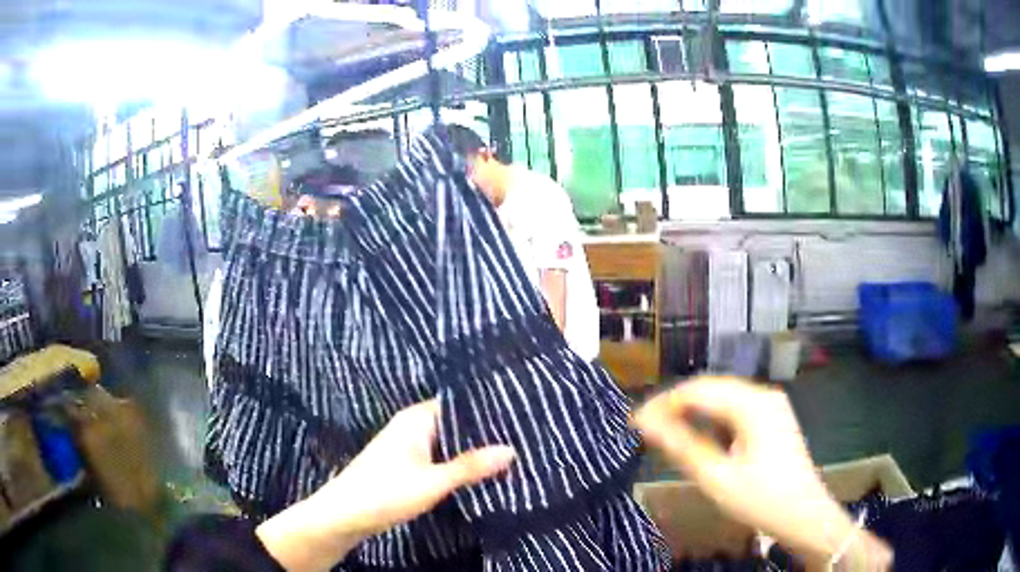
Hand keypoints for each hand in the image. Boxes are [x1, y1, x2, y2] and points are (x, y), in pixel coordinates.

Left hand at [257, 400, 514, 570]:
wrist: (344, 515)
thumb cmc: (385, 491)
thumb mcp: (433, 481)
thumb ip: (471, 466)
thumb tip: (511, 450)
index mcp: (416, 418)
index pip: (458, 402)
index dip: (487, 408)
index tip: (520, 413)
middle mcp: (412, 426)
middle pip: (454, 423)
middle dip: (483, 432)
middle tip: (523, 435)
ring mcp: (407, 447)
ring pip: (447, 443)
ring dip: (471, 450)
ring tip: (511, 453)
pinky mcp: (405, 466)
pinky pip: (439, 457)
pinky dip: (457, 463)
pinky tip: (479, 472)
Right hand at [634, 377, 891, 568]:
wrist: (805, 514)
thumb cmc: (761, 499)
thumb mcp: (716, 477)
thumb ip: (680, 445)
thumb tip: (644, 422)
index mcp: (753, 404)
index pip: (697, 390)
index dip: (662, 403)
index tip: (633, 421)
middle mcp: (763, 394)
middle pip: (711, 388)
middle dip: (675, 404)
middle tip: (644, 426)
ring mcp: (771, 404)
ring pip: (722, 397)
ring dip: (693, 411)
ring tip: (664, 430)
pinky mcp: (773, 417)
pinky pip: (735, 408)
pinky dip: (711, 418)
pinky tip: (698, 433)